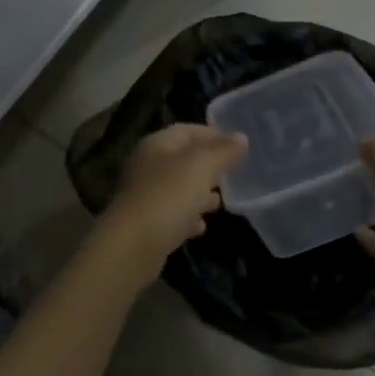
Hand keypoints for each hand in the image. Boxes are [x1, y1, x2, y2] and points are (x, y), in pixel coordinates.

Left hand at [100, 124, 246, 271]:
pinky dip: (187, 217)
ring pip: (177, 188)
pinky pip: (171, 214)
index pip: (187, 131)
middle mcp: (146, 165)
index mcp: (156, 144)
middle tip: (231, 176)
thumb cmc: (169, 195)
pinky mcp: (145, 223)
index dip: (213, 135)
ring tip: (218, 203)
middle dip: (208, 167)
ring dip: (198, 194)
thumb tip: (241, 137)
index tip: (238, 146)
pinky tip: (200, 227)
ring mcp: (143, 195)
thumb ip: (223, 151)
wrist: (133, 245)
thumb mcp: (202, 166)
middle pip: (182, 160)